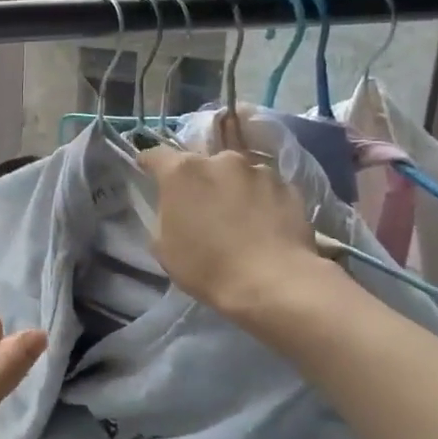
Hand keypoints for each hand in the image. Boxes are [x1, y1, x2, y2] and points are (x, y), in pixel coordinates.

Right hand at [140, 136, 339, 330]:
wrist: (273, 283)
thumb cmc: (207, 266)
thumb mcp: (164, 247)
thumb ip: (164, 216)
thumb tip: (174, 209)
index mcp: (182, 172)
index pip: (157, 155)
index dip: (150, 164)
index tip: (148, 172)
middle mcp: (221, 160)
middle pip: (202, 164)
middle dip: (199, 180)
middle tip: (202, 206)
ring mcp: (259, 171)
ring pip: (238, 174)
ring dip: (233, 189)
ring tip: (240, 218)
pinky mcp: (289, 187)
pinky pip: (266, 189)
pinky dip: (262, 201)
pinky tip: (265, 225)